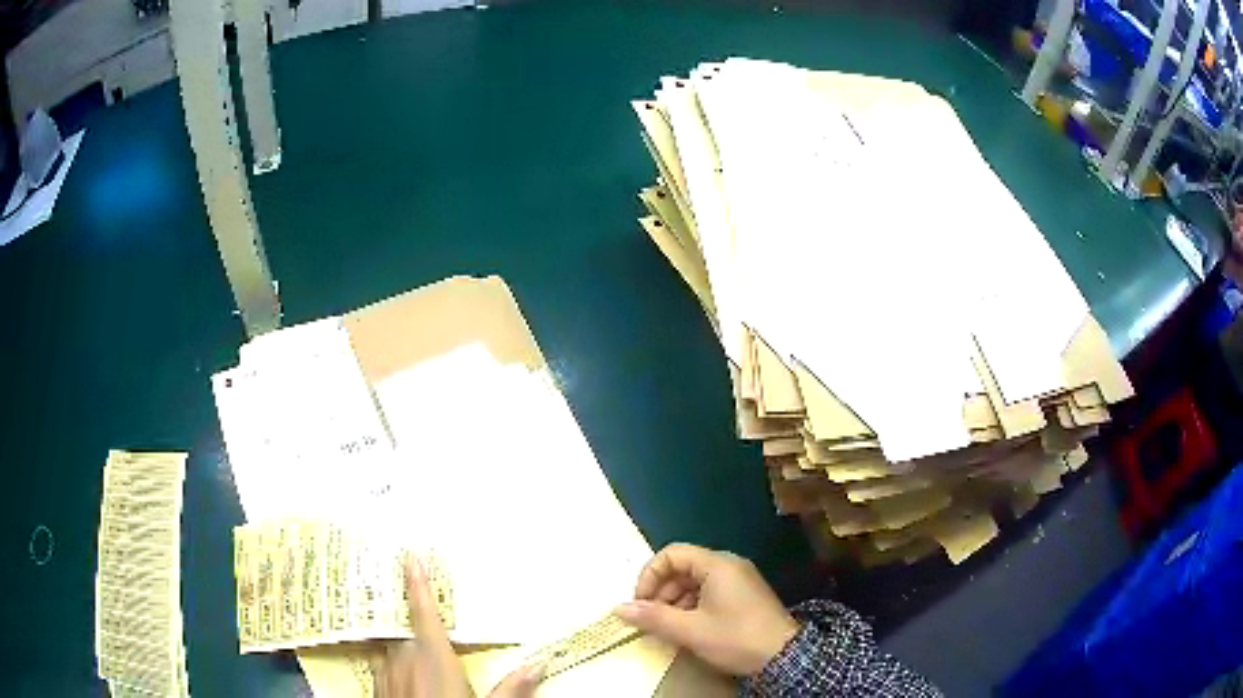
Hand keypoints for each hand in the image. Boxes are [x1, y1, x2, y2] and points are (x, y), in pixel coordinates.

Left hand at [376, 555, 543, 697]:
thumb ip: (510, 688)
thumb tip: (538, 665)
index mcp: (433, 658)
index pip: (424, 613)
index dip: (416, 583)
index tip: (409, 557)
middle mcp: (404, 660)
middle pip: (410, 635)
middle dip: (423, 637)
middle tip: (437, 646)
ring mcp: (385, 674)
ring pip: (393, 651)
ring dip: (406, 653)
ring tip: (421, 667)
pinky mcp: (375, 689)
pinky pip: (382, 669)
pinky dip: (393, 669)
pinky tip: (406, 685)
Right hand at [614, 543, 797, 676]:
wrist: (783, 657)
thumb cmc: (735, 638)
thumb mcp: (690, 630)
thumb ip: (653, 617)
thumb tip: (618, 608)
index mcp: (717, 565)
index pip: (672, 554)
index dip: (650, 575)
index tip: (641, 603)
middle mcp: (728, 565)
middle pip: (682, 567)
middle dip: (661, 591)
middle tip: (651, 619)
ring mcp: (738, 580)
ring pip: (694, 581)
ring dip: (675, 601)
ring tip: (667, 627)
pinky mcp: (743, 596)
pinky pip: (708, 591)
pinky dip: (691, 606)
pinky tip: (687, 628)